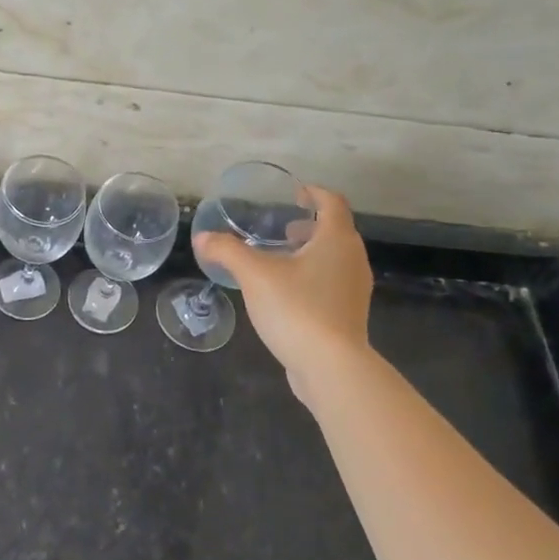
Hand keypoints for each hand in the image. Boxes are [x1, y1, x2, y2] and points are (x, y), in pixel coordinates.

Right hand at [193, 186, 373, 404]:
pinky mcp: (349, 314)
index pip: (332, 202)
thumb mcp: (254, 275)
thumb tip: (203, 237)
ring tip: (280, 260)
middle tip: (281, 228)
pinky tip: (286, 292)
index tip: (294, 193)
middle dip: (309, 226)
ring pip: (334, 258)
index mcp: (336, 240)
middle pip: (335, 230)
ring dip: (310, 252)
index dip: (314, 193)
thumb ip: (228, 251)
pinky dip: (313, 275)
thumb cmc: (297, 309)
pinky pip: (332, 282)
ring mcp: (355, 289)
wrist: (331, 366)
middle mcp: (353, 259)